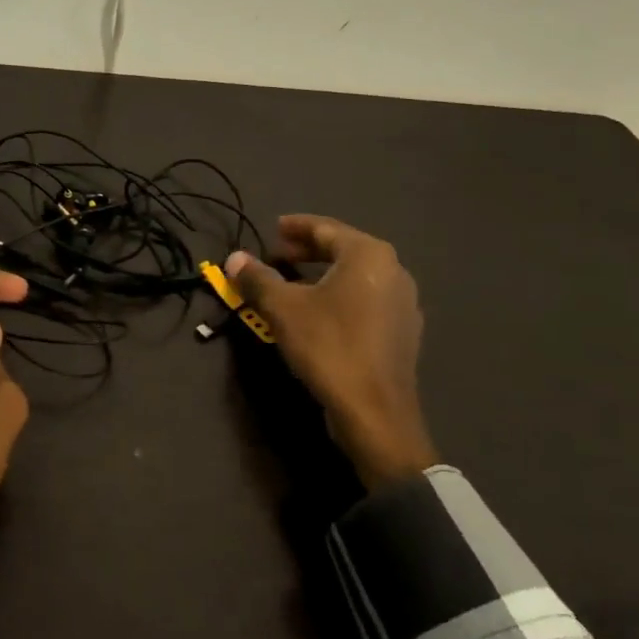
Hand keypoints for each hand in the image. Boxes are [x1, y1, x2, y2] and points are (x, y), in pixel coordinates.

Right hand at [226, 215, 437, 490]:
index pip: (326, 228)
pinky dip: (340, 296)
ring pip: (356, 276)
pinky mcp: (403, 331)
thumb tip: (234, 258)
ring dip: (322, 274)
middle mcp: (393, 270)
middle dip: (308, 250)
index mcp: (368, 255)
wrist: (375, 412)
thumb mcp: (283, 309)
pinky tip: (319, 313)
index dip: (296, 227)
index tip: (273, 229)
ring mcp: (403, 303)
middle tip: (278, 254)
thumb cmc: (328, 347)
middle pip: (344, 249)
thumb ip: (257, 278)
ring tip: (293, 283)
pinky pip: (366, 300)